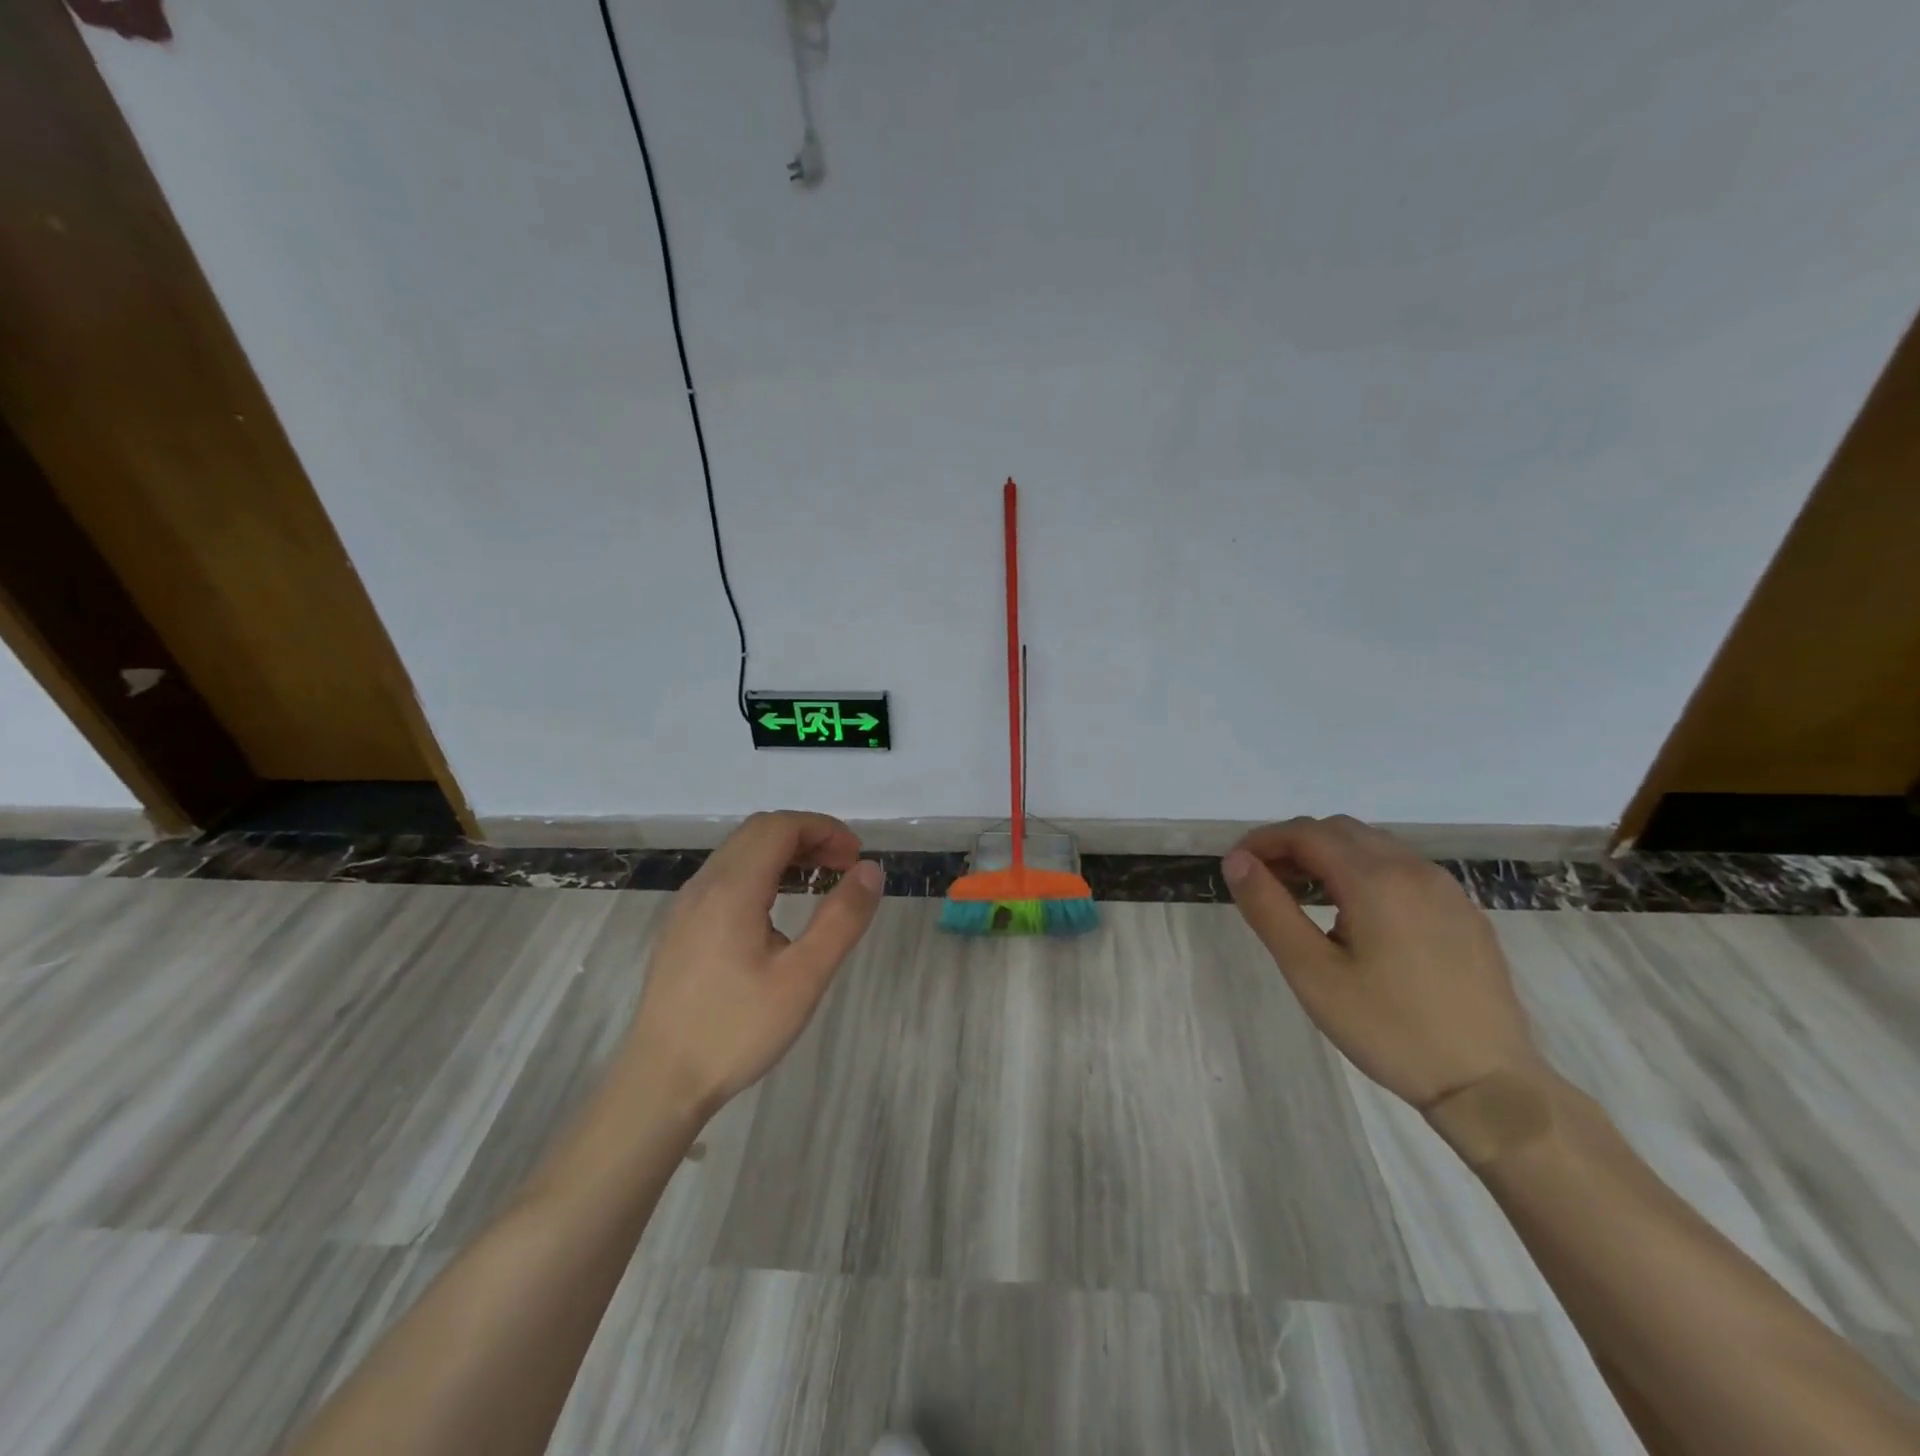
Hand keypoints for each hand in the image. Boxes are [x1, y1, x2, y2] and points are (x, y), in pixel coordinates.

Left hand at [623, 811, 883, 1115]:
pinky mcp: (681, 925)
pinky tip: (778, 909)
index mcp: (732, 889)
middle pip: (759, 831)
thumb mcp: (803, 978)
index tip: (857, 857)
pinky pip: (725, 875)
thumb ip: (842, 918)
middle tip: (844, 867)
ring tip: (820, 883)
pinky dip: (761, 871)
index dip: (824, 828)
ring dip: (784, 853)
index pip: (780, 826)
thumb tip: (871, 870)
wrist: (660, 1081)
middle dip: (808, 837)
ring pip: (740, 852)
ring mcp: (687, 904)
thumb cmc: (736, 1029)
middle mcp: (704, 884)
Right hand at [1222, 815, 1544, 1107]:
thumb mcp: (1312, 972)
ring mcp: (1446, 889)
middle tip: (1264, 881)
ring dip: (1329, 857)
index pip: (1305, 833)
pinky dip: (1364, 873)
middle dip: (1293, 845)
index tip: (1235, 867)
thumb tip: (1236, 861)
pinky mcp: (1464, 912)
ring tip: (1303, 897)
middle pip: (1339, 831)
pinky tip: (1356, 917)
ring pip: (1373, 847)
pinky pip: (1403, 870)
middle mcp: (1414, 868)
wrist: (1490, 1085)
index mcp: (1375, 879)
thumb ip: (1269, 909)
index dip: (1262, 841)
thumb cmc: (1388, 1029)